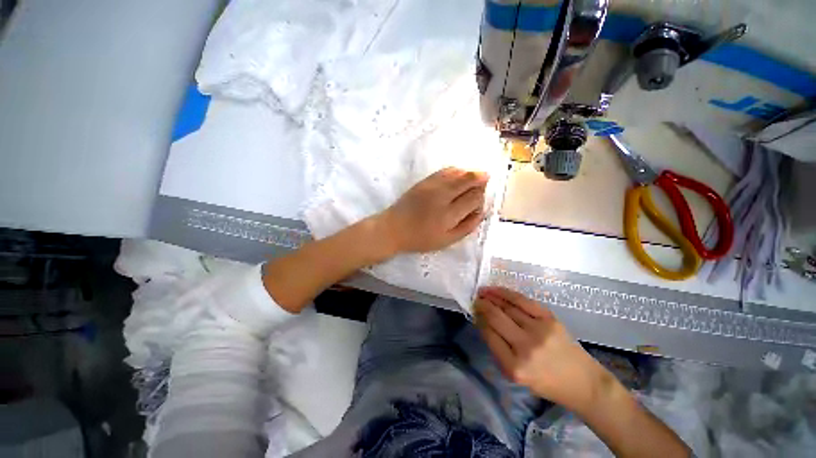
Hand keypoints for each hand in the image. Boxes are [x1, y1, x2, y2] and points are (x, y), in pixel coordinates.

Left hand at [378, 167, 488, 252]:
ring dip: (469, 174)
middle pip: (469, 180)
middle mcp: (442, 196)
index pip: (474, 198)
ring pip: (458, 172)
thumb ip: (467, 227)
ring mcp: (432, 185)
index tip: (479, 202)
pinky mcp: (424, 181)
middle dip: (480, 180)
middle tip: (485, 181)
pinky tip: (459, 175)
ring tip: (474, 178)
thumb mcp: (447, 240)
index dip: (481, 197)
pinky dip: (456, 171)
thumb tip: (481, 211)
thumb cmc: (420, 238)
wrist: (394, 228)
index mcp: (449, 214)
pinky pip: (445, 170)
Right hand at [474, 286, 614, 413]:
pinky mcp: (549, 319)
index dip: (479, 320)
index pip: (489, 335)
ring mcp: (539, 330)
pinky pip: (522, 301)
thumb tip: (482, 322)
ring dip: (491, 297)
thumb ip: (497, 349)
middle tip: (475, 300)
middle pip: (496, 318)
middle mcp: (526, 347)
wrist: (583, 382)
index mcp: (515, 367)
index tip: (474, 313)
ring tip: (482, 292)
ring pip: (508, 307)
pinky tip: (497, 290)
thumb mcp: (515, 375)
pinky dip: (507, 293)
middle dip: (482, 306)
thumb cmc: (546, 383)